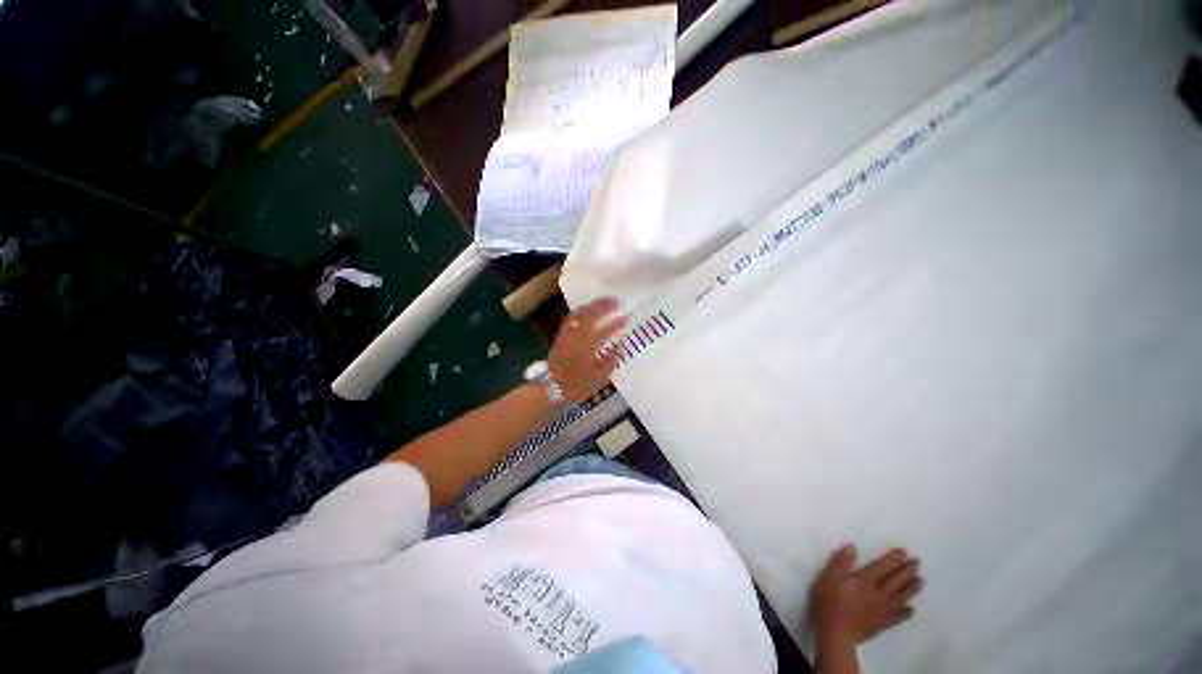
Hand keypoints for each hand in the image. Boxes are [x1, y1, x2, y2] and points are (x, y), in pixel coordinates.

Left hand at [548, 298, 627, 403]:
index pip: (603, 331)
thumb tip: (619, 346)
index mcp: (586, 347)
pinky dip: (580, 312)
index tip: (625, 318)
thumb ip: (610, 361)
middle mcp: (575, 337)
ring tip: (601, 303)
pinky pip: (570, 319)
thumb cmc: (575, 386)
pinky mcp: (560, 336)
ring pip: (578, 315)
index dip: (615, 324)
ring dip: (590, 307)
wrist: (549, 389)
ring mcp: (566, 335)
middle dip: (602, 307)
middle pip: (588, 316)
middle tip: (614, 301)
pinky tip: (586, 312)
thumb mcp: (598, 379)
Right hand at [810, 545, 923, 645]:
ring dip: (911, 588)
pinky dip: (907, 612)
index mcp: (864, 582)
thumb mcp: (828, 578)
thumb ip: (840, 562)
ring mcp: (882, 610)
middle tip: (918, 562)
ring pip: (901, 597)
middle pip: (895, 581)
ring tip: (921, 580)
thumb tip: (853, 547)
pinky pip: (898, 617)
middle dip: (907, 571)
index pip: (882, 567)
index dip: (893, 559)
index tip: (904, 552)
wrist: (835, 633)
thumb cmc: (829, 602)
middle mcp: (878, 594)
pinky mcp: (882, 623)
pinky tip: (912, 609)